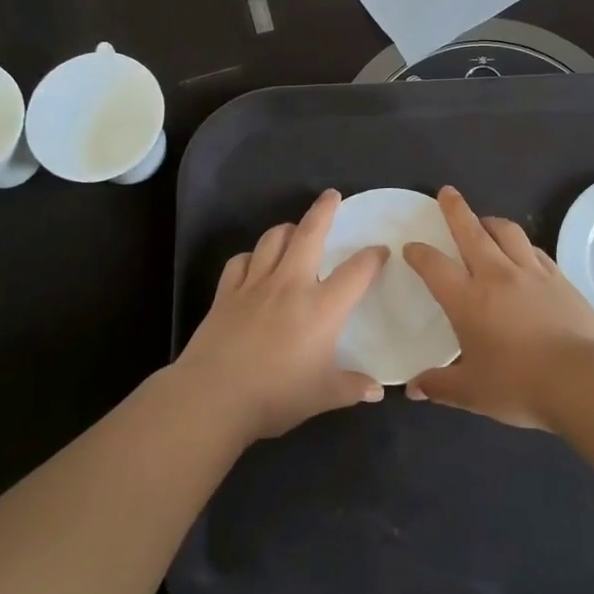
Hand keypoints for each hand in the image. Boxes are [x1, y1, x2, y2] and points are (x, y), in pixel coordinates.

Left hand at [172, 189, 387, 441]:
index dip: (373, 256)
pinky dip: (250, 257)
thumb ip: (352, 388)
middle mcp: (291, 285)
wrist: (213, 397)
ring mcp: (255, 285)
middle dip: (324, 211)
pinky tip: (254, 263)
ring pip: (272, 240)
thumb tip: (377, 391)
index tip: (380, 251)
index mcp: (322, 307)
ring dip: (286, 229)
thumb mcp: (323, 396)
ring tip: (294, 230)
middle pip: (309, 234)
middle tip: (332, 196)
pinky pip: (240, 262)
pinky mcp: (226, 293)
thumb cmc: (275, 395)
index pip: (356, 271)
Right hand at [402, 187, 593, 428]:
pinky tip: (523, 252)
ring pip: (508, 232)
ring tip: (484, 221)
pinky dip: (523, 245)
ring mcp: (532, 273)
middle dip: (455, 209)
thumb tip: (413, 390)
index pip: (434, 266)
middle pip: (472, 231)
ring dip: (491, 222)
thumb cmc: (518, 385)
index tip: (411, 247)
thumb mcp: (471, 393)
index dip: (419, 254)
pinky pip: (536, 251)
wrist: (582, 379)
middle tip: (447, 193)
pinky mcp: (560, 279)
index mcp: (467, 300)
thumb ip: (439, 386)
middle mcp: (497, 276)